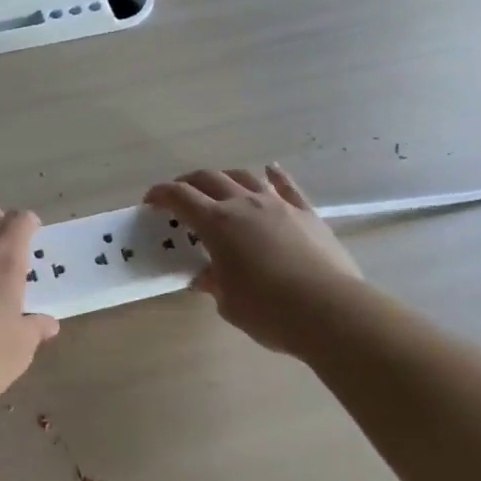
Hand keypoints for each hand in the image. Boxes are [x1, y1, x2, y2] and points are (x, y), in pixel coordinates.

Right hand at [143, 165, 361, 353]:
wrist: (330, 310)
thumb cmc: (269, 310)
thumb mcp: (230, 304)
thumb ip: (215, 284)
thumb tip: (207, 277)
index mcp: (217, 223)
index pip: (180, 197)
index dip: (161, 194)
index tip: (151, 201)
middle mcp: (244, 204)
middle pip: (209, 179)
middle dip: (189, 182)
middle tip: (180, 196)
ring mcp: (278, 205)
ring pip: (245, 177)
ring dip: (226, 177)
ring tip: (220, 186)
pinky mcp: (307, 213)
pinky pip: (287, 186)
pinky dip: (275, 175)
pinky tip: (270, 170)